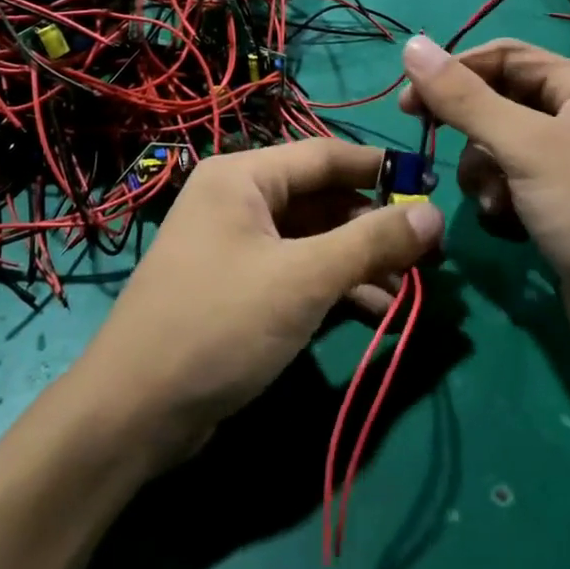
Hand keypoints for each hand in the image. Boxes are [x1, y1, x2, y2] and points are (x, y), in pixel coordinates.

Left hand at [69, 139, 443, 465]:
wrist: (135, 412)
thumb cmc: (219, 324)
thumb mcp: (303, 279)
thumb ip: (371, 242)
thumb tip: (434, 213)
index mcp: (244, 177)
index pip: (326, 156)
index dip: (381, 170)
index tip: (432, 188)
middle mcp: (238, 201)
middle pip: (322, 199)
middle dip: (375, 226)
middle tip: (429, 253)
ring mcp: (237, 246)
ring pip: (314, 239)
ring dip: (361, 261)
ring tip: (412, 289)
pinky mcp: (239, 287)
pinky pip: (298, 271)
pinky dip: (336, 286)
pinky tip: (379, 311)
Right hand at [399, 36, 569, 359]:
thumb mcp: (525, 147)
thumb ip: (465, 98)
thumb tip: (411, 45)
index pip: (505, 57)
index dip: (454, 71)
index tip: (408, 103)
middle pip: (500, 102)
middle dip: (469, 129)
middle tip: (429, 144)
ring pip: (500, 147)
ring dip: (483, 171)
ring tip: (491, 201)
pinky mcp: (562, 206)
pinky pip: (513, 184)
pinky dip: (500, 199)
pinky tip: (505, 223)